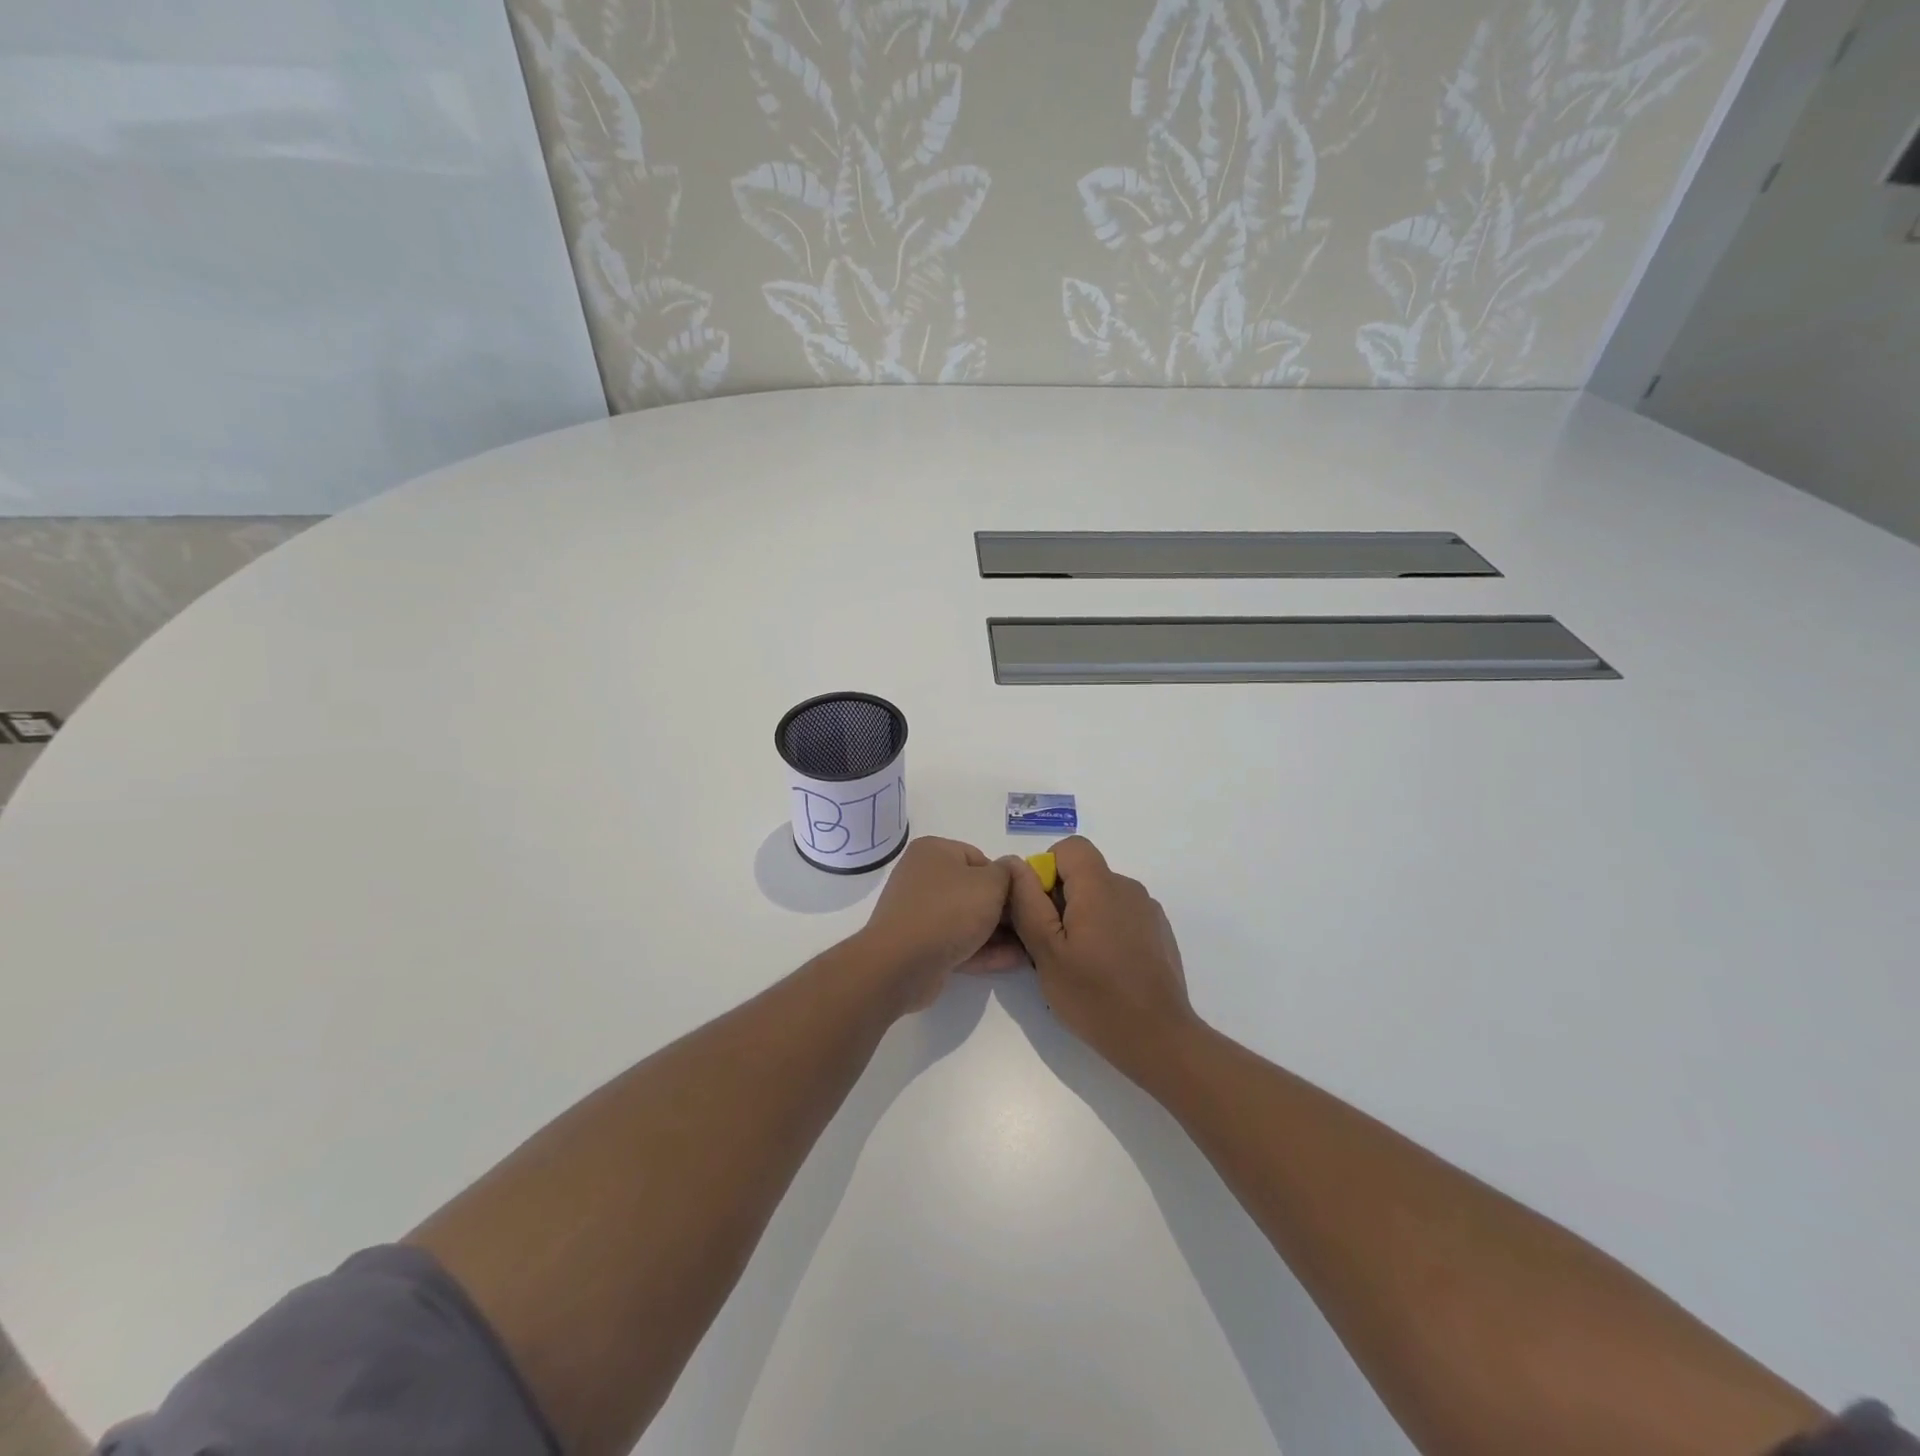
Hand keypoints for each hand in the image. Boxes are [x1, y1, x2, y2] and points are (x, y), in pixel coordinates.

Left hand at [854, 837, 1024, 1012]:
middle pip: (973, 890)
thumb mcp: (991, 883)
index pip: (980, 858)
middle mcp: (922, 877)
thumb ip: (1008, 873)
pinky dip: (983, 950)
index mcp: (934, 851)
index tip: (1023, 899)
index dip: (1005, 879)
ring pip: (967, 919)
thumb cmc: (949, 911)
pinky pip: (957, 942)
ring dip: (997, 933)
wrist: (902, 963)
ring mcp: (919, 912)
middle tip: (1031, 925)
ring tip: (1029, 948)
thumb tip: (1011, 871)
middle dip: (1004, 910)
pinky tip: (1013, 961)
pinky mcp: (920, 944)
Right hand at [1005, 836, 1197, 1079]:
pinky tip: (1105, 971)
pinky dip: (1106, 931)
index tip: (1039, 910)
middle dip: (1061, 899)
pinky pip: (1122, 916)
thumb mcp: (1046, 951)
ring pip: (1102, 897)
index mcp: (1100, 886)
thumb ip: (1027, 902)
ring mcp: (1148, 911)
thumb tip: (1014, 865)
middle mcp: (1128, 888)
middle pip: (1085, 874)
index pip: (1070, 847)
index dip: (1047, 869)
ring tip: (1077, 963)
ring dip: (1083, 917)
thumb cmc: (1094, 995)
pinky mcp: (1159, 933)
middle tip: (1050, 945)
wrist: (1158, 1039)